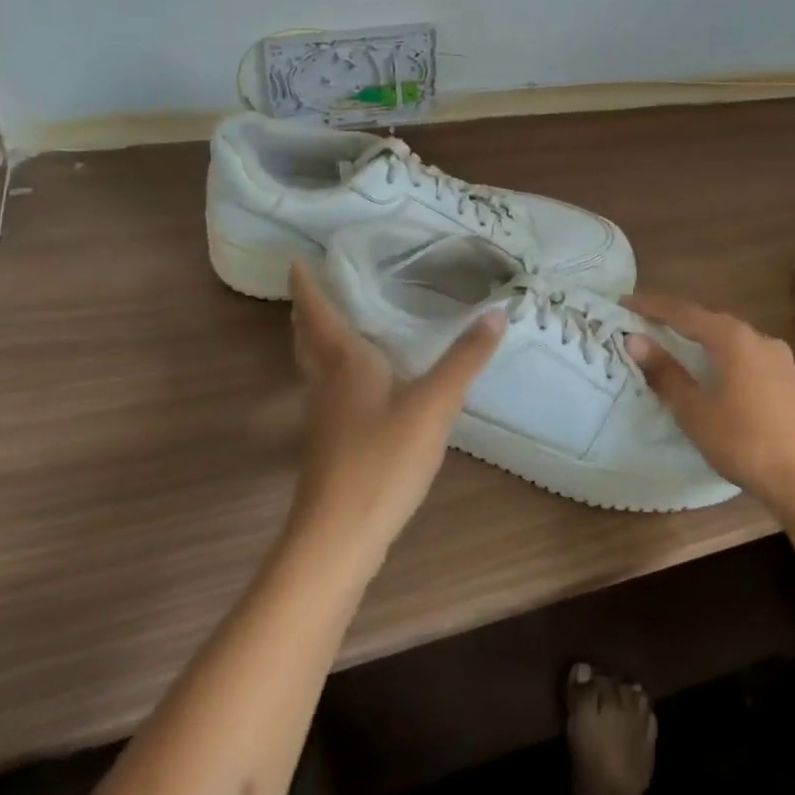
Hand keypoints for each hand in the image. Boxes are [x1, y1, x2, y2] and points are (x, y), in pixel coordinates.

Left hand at [286, 262, 503, 564]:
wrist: (339, 535)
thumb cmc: (382, 459)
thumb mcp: (434, 405)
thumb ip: (464, 359)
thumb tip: (496, 312)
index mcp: (344, 362)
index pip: (317, 311)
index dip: (306, 285)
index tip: (297, 259)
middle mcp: (325, 382)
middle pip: (307, 338)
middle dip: (308, 310)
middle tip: (317, 286)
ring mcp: (323, 416)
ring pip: (314, 366)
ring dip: (318, 340)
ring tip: (338, 324)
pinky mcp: (330, 444)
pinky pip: (327, 390)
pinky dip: (335, 371)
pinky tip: (362, 384)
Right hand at [622, 294, 794, 524]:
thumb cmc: (746, 443)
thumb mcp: (696, 412)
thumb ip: (665, 373)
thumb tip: (634, 340)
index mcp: (734, 339)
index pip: (684, 313)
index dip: (652, 307)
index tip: (625, 303)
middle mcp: (760, 339)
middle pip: (710, 321)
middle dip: (677, 320)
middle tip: (647, 322)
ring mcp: (781, 360)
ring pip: (733, 339)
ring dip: (703, 338)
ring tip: (678, 345)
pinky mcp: (792, 382)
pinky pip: (749, 357)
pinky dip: (724, 356)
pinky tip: (718, 373)